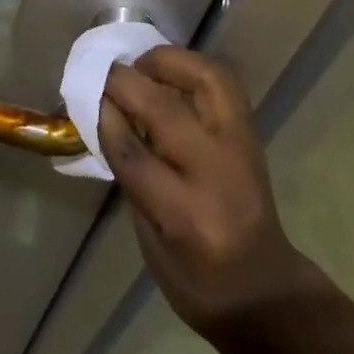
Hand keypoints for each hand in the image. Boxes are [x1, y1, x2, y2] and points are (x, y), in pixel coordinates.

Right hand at [99, 48, 316, 336]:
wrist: (266, 293)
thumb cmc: (198, 280)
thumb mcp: (151, 243)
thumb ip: (131, 176)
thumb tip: (106, 118)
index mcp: (185, 217)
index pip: (134, 154)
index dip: (106, 117)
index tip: (87, 96)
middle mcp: (216, 175)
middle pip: (166, 110)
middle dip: (127, 82)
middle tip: (105, 73)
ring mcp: (241, 148)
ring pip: (207, 79)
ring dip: (168, 61)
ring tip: (142, 65)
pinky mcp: (251, 133)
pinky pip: (222, 82)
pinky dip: (192, 67)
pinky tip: (168, 72)